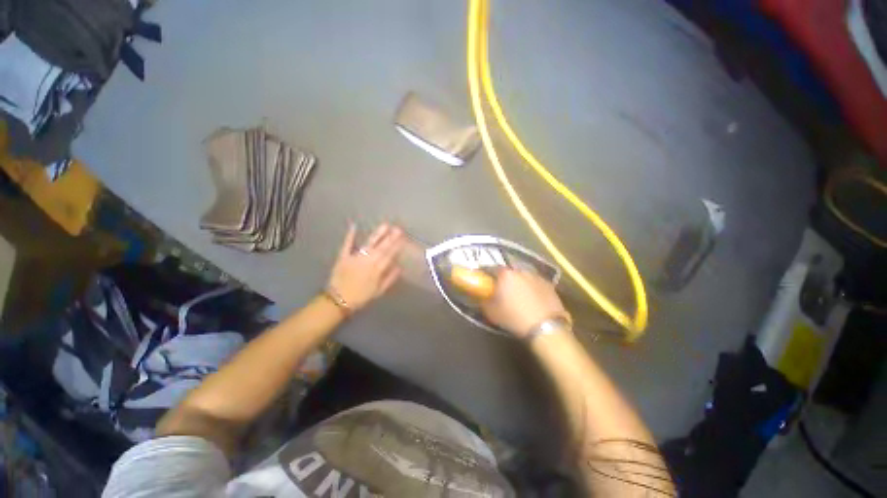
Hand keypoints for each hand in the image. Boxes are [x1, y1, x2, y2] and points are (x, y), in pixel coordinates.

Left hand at [327, 223, 404, 311]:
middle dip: (390, 238)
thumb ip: (389, 279)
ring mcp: (355, 258)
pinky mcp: (343, 257)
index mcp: (377, 270)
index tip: (403, 238)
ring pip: (369, 244)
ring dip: (377, 235)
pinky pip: (347, 245)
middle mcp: (368, 261)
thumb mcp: (378, 291)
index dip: (396, 246)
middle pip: (381, 248)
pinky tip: (354, 225)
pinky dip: (350, 236)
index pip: (389, 256)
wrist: (338, 301)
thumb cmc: (361, 297)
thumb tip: (400, 267)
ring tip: (385, 225)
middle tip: (398, 229)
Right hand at [481, 269, 568, 338]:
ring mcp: (536, 276)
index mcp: (505, 274)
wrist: (546, 328)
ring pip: (522, 277)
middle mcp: (520, 270)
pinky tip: (531, 300)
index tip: (485, 282)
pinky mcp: (549, 284)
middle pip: (508, 272)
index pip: (491, 268)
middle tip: (502, 290)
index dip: (487, 276)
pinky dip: (531, 288)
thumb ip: (483, 300)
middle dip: (504, 279)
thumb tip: (481, 296)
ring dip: (518, 283)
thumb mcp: (491, 312)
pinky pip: (535, 283)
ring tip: (518, 296)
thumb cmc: (514, 317)